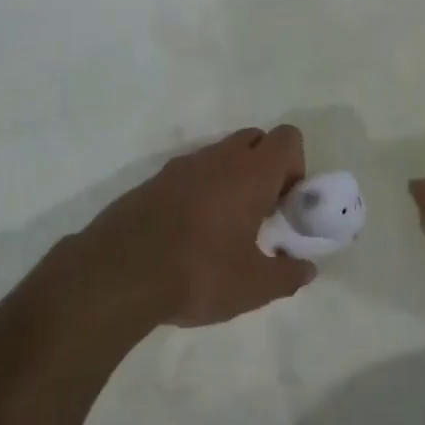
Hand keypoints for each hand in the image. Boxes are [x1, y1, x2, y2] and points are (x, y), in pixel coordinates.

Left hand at [62, 126, 316, 330]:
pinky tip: (190, 233)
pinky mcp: (152, 182)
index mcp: (249, 174)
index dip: (295, 165)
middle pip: (254, 139)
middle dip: (265, 167)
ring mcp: (180, 167)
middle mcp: (217, 159)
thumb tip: (306, 270)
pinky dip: (200, 190)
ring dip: (231, 178)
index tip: (286, 203)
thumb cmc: (198, 274)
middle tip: (261, 212)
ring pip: (219, 155)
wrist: (117, 274)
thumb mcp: (253, 287)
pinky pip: (189, 173)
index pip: (287, 138)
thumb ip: (287, 276)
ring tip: (224, 227)